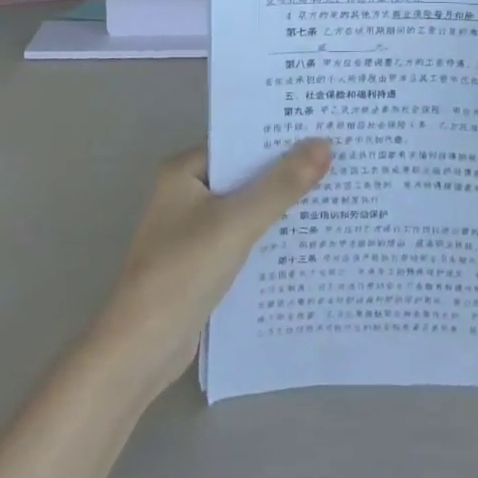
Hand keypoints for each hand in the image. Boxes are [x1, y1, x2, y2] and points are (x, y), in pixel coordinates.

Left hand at [90, 142, 331, 401]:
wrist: (141, 349)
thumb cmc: (183, 272)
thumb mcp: (237, 222)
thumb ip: (281, 185)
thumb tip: (324, 144)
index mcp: (183, 171)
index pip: (238, 141)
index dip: (278, 136)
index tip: (321, 127)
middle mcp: (185, 193)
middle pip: (244, 173)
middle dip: (285, 170)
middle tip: (337, 157)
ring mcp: (192, 229)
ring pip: (246, 206)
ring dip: (279, 204)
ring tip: (332, 191)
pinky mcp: (202, 262)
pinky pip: (243, 236)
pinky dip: (268, 235)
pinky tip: (305, 236)